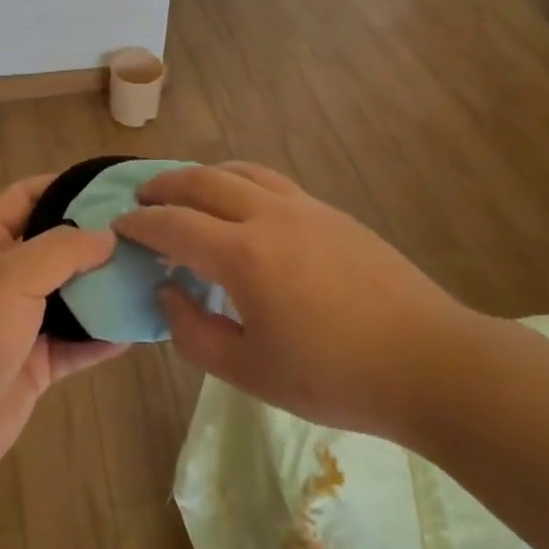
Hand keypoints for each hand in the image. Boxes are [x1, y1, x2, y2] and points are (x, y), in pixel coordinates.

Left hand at [0, 175, 127, 467]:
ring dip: (106, 286)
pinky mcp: (39, 361)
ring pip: (73, 293)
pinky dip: (105, 334)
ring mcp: (23, 320)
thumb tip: (108, 236)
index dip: (61, 185)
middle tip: (143, 232)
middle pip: (57, 245)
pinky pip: (80, 341)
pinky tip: (139, 325)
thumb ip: (62, 250)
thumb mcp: (10, 277)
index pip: (25, 197)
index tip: (107, 186)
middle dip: (95, 238)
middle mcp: (6, 276)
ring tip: (150, 272)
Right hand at [114, 162, 480, 440]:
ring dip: (204, 175)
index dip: (140, 223)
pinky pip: (272, 181)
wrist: (429, 361)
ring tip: (187, 190)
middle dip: (165, 185)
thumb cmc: (335, 377)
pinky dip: (240, 181)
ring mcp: (304, 208)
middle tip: (142, 197)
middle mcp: (269, 216)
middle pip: (203, 181)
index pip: (174, 225)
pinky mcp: (331, 212)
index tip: (118, 225)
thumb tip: (169, 292)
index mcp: (243, 256)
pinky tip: (243, 204)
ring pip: (240, 171)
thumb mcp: (251, 373)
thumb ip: (196, 333)